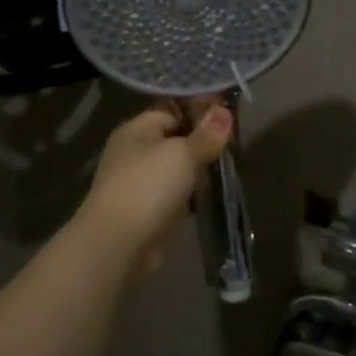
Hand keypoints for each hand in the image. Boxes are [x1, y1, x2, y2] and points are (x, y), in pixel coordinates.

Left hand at [75, 104, 233, 284]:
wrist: (119, 244)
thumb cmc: (148, 187)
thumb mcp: (182, 154)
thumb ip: (206, 135)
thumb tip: (224, 112)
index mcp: (136, 131)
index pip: (170, 111)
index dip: (198, 111)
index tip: (228, 116)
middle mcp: (136, 154)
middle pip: (175, 140)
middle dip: (203, 142)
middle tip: (236, 142)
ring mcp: (143, 184)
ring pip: (179, 169)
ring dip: (202, 170)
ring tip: (232, 166)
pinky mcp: (152, 212)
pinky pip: (179, 195)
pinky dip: (196, 195)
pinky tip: (219, 193)